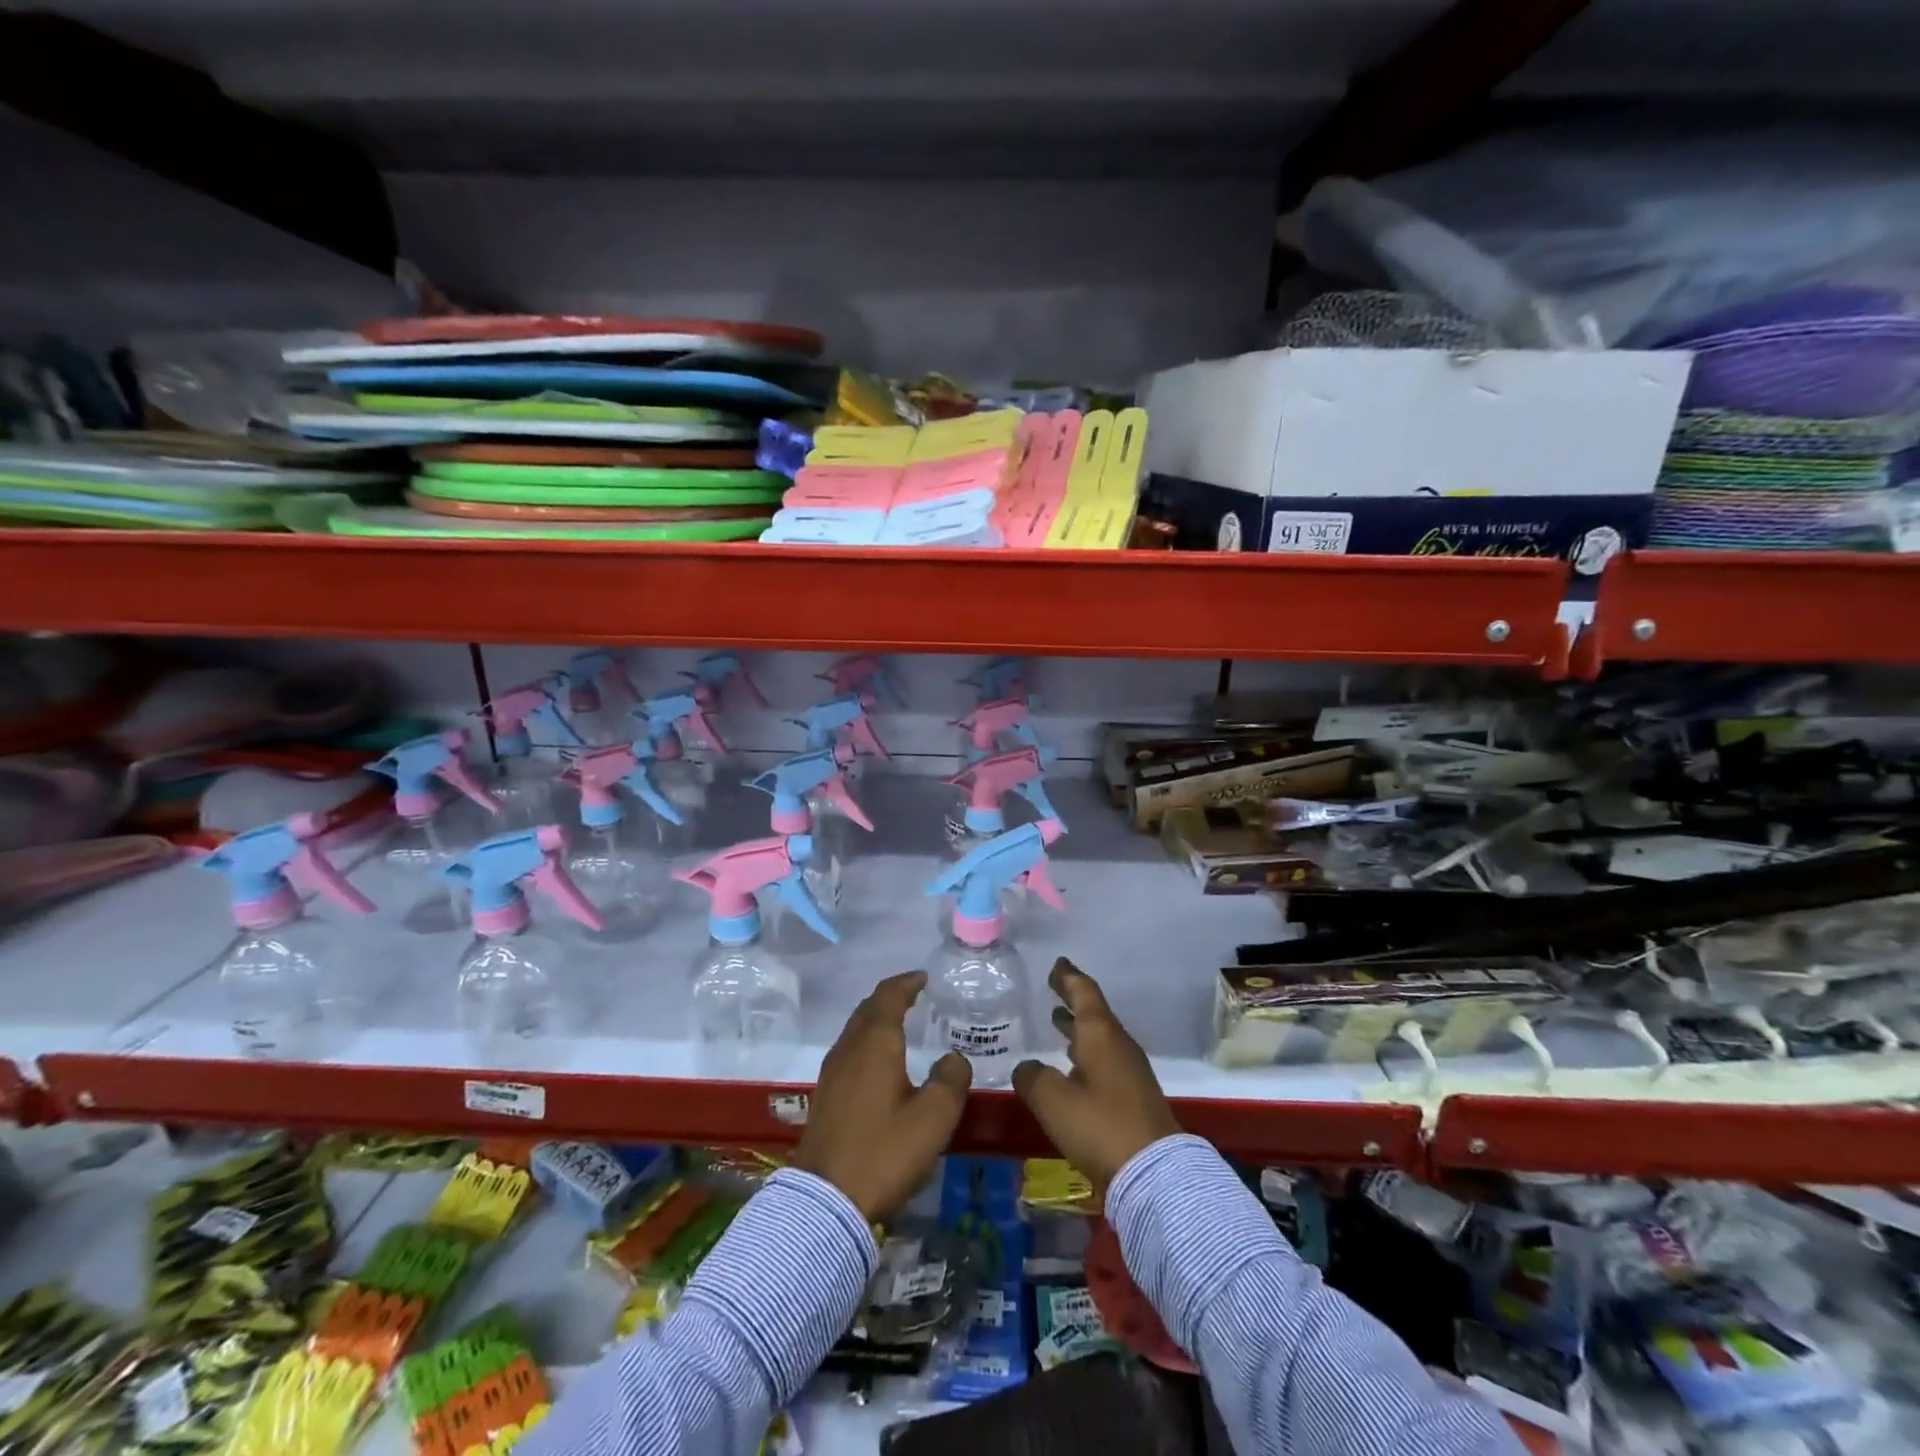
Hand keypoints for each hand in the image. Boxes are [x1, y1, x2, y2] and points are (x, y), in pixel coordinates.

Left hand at [794, 972, 971, 1222]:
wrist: (825, 1202)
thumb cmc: (884, 1151)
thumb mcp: (934, 1117)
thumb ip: (951, 1080)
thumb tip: (954, 1058)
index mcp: (875, 1042)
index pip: (889, 996)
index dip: (907, 983)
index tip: (923, 977)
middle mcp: (849, 1048)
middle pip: (868, 1009)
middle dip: (890, 998)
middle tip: (914, 996)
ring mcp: (832, 1073)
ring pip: (855, 1031)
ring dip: (876, 1020)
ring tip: (900, 1025)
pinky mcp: (824, 1097)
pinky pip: (849, 1052)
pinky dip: (867, 1043)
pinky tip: (879, 1064)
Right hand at [1013, 958, 1180, 1189]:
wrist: (1154, 1174)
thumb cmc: (1100, 1126)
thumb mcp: (1053, 1100)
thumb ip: (1033, 1078)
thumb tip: (1027, 1068)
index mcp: (1101, 1035)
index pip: (1084, 993)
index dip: (1068, 977)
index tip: (1057, 964)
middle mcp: (1118, 1046)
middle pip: (1094, 1014)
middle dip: (1073, 999)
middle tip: (1054, 987)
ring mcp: (1130, 1073)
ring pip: (1100, 1039)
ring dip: (1078, 1029)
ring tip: (1058, 1021)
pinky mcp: (1134, 1098)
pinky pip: (1105, 1061)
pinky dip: (1086, 1053)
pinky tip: (1072, 1067)